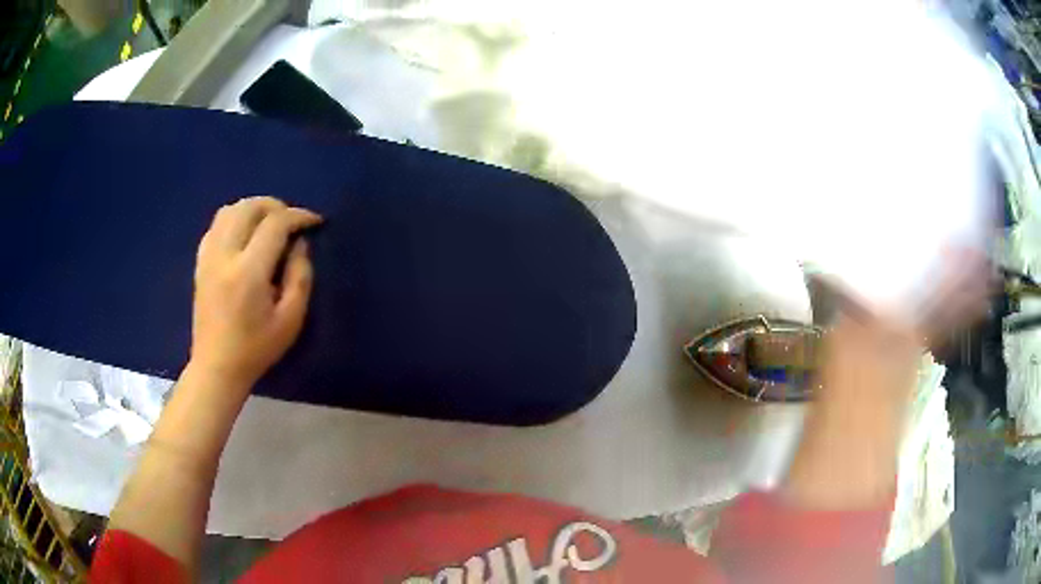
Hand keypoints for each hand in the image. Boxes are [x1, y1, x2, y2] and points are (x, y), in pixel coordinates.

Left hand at [189, 196, 322, 390]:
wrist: (217, 366)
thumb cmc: (257, 348)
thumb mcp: (291, 319)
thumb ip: (300, 276)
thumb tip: (299, 244)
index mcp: (249, 272)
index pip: (275, 224)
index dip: (298, 216)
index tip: (314, 222)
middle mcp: (224, 255)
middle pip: (249, 207)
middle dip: (275, 205)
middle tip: (291, 220)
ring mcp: (208, 257)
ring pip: (229, 210)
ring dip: (253, 209)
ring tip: (269, 223)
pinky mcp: (200, 262)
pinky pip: (216, 225)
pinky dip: (234, 219)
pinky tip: (245, 235)